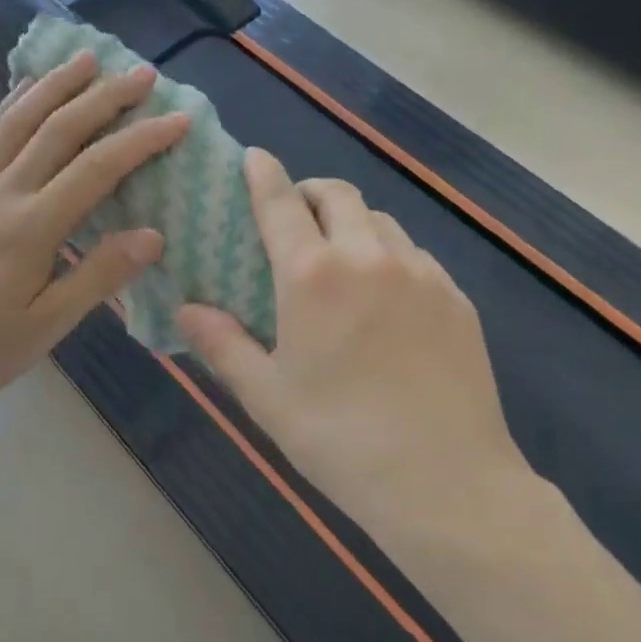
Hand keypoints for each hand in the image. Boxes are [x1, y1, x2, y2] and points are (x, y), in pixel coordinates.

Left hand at [0, 51, 187, 414]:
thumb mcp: (49, 325)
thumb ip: (99, 275)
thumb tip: (153, 235)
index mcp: (30, 229)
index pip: (97, 169)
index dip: (141, 140)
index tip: (177, 119)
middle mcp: (0, 194)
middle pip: (59, 130)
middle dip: (105, 97)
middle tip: (142, 73)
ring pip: (18, 121)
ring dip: (56, 85)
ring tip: (87, 58)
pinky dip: (10, 105)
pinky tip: (26, 88)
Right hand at [174, 149, 532, 534]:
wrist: (448, 484)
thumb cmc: (341, 440)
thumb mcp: (268, 397)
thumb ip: (222, 345)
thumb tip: (185, 309)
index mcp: (314, 276)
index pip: (281, 203)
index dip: (264, 174)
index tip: (254, 157)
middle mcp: (368, 257)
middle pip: (338, 195)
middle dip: (310, 193)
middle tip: (294, 219)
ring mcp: (421, 273)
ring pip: (380, 221)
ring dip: (352, 223)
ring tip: (340, 259)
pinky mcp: (456, 298)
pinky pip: (415, 254)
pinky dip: (389, 254)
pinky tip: (386, 298)